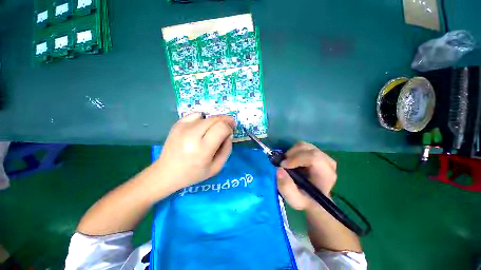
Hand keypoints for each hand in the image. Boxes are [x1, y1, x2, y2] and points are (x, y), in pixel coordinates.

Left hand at [154, 112, 235, 190]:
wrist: (167, 172)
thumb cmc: (194, 173)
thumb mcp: (217, 167)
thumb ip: (227, 149)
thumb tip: (229, 134)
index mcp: (202, 149)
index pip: (222, 127)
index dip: (229, 128)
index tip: (230, 133)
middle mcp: (191, 135)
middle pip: (215, 119)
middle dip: (225, 121)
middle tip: (228, 126)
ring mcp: (182, 128)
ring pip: (207, 117)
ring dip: (215, 122)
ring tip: (214, 130)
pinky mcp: (177, 124)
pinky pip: (196, 115)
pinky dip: (203, 119)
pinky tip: (202, 128)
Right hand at [277, 142, 336, 210]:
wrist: (313, 198)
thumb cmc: (305, 200)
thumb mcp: (295, 200)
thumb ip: (286, 187)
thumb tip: (278, 169)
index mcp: (326, 175)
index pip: (314, 158)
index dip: (296, 158)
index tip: (283, 165)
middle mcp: (327, 162)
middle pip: (308, 149)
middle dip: (291, 154)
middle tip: (283, 164)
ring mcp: (322, 155)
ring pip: (304, 145)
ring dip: (291, 152)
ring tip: (287, 163)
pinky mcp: (315, 152)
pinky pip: (302, 146)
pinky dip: (293, 151)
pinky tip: (291, 160)